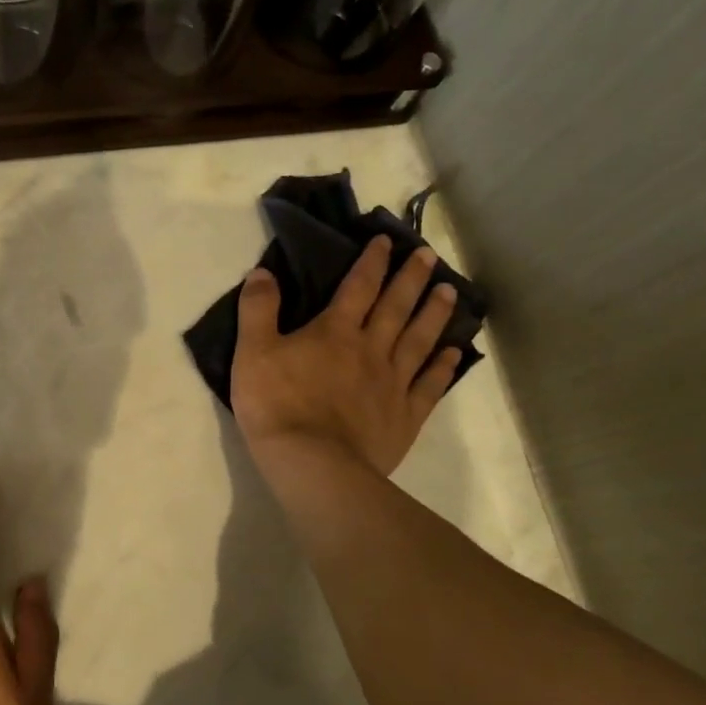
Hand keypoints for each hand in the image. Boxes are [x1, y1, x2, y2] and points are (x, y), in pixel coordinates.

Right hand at [231, 239, 461, 487]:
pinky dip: (442, 366)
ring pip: (418, 340)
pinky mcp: (404, 416)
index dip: (372, 261)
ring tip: (450, 292)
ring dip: (434, 314)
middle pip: (396, 307)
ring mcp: (392, 383)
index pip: (358, 287)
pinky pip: (429, 385)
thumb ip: (258, 309)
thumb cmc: (277, 405)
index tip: (387, 241)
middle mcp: (371, 349)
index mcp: (334, 331)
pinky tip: (453, 353)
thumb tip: (263, 272)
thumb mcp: (252, 352)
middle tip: (430, 256)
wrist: (312, 463)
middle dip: (411, 279)